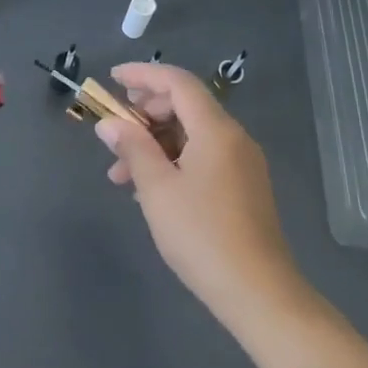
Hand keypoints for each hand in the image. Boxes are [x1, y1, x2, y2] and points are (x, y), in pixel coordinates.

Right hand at [93, 62, 304, 322]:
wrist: (258, 292)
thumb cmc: (201, 234)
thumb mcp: (157, 189)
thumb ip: (132, 148)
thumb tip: (109, 123)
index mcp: (216, 130)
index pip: (178, 82)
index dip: (143, 75)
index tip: (113, 79)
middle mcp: (234, 138)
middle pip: (185, 106)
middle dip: (145, 113)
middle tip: (114, 131)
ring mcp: (242, 163)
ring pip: (191, 135)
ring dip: (154, 143)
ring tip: (120, 174)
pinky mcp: (243, 187)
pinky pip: (203, 156)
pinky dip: (172, 161)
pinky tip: (149, 188)